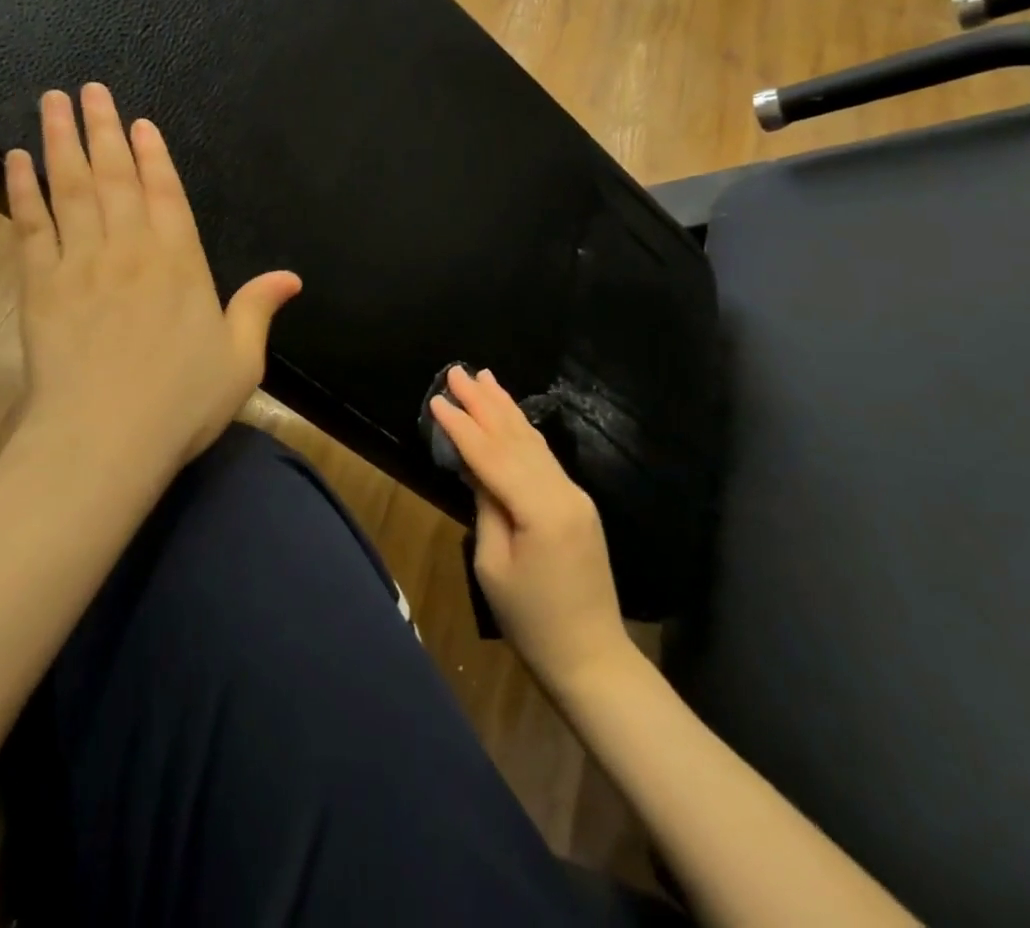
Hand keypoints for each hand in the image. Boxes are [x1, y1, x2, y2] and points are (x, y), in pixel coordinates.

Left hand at [5, 84, 300, 475]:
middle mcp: (130, 247)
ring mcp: (80, 262)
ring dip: (61, 141)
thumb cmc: (180, 402)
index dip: (151, 154)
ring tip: (52, 103)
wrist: (104, 439)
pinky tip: (15, 160)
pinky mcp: (40, 284)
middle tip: (89, 89)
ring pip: (70, 187)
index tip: (138, 122)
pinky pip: (30, 225)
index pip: (164, 192)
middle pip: (114, 175)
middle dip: (102, 128)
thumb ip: (259, 309)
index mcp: (179, 260)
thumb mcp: (240, 359)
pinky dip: (21, 189)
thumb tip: (291, 277)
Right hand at [428, 366, 629, 693]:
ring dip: (505, 408)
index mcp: (540, 508)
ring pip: (533, 441)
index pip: (492, 455)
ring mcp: (575, 495)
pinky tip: (510, 415)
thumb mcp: (494, 566)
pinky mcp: (576, 503)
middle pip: (516, 437)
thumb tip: (475, 466)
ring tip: (485, 377)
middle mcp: (562, 491)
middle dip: (484, 402)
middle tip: (458, 371)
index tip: (437, 398)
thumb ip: (486, 507)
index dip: (462, 426)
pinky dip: (522, 431)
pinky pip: (543, 457)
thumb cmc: (532, 621)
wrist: (592, 657)